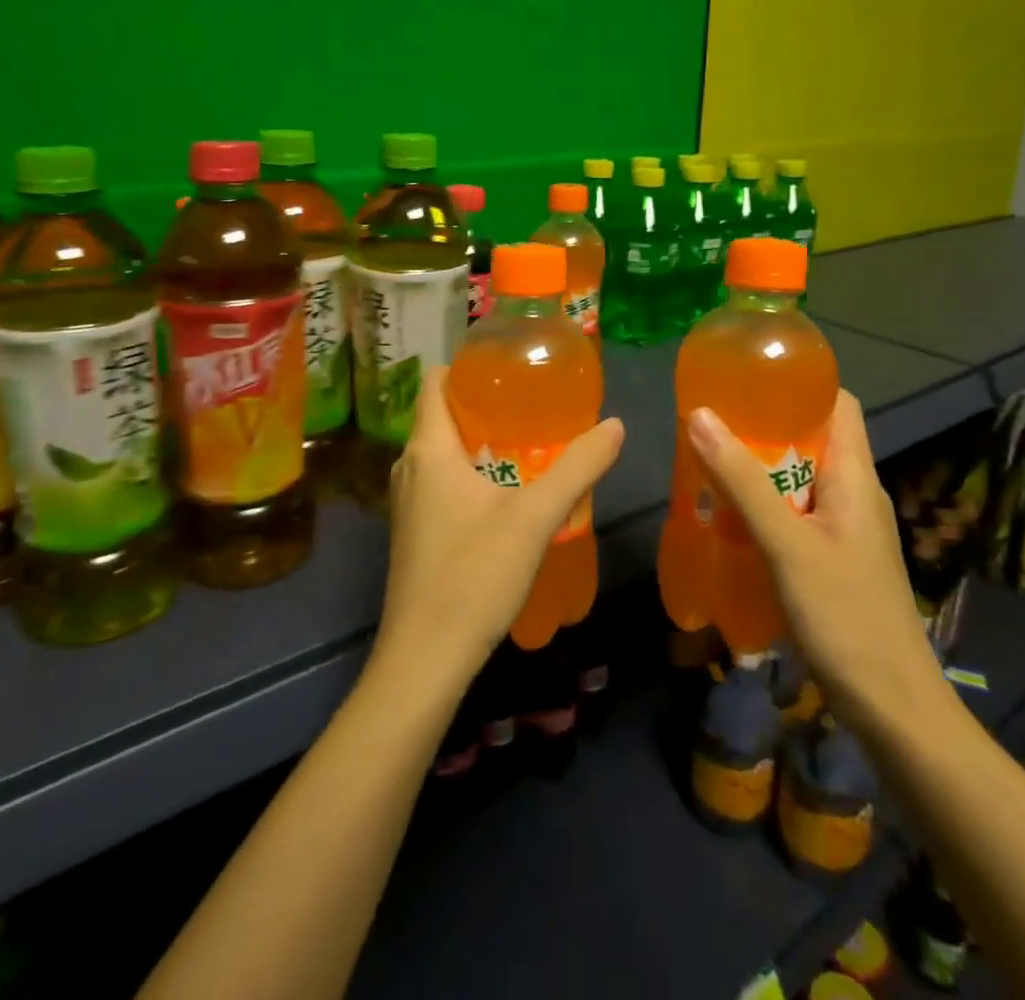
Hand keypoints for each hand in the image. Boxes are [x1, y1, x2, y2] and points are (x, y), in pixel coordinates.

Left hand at [377, 367, 624, 689]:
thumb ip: (577, 467)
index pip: (435, 381)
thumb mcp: (535, 517)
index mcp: (428, 448)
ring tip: (529, 442)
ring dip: (481, 440)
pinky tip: (507, 492)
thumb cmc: (474, 575)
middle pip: (443, 414)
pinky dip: (471, 472)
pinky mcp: (414, 530)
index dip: (468, 366)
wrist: (425, 658)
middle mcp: (409, 466)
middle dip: (486, 404)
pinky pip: (441, 480)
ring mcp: (407, 501)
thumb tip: (616, 425)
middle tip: (534, 404)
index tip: (511, 368)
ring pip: (443, 450)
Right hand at [685, 390, 946, 734]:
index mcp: (854, 476)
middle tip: (710, 425)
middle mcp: (854, 494)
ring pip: (800, 480)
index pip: (838, 404)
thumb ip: (743, 481)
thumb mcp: (787, 544)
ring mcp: (847, 530)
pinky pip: (796, 515)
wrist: (895, 710)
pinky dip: (764, 507)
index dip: (799, 384)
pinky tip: (729, 521)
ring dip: (758, 471)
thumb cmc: (846, 616)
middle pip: (811, 440)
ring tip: (708, 466)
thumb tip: (700, 415)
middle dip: (763, 428)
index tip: (748, 379)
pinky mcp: (835, 561)